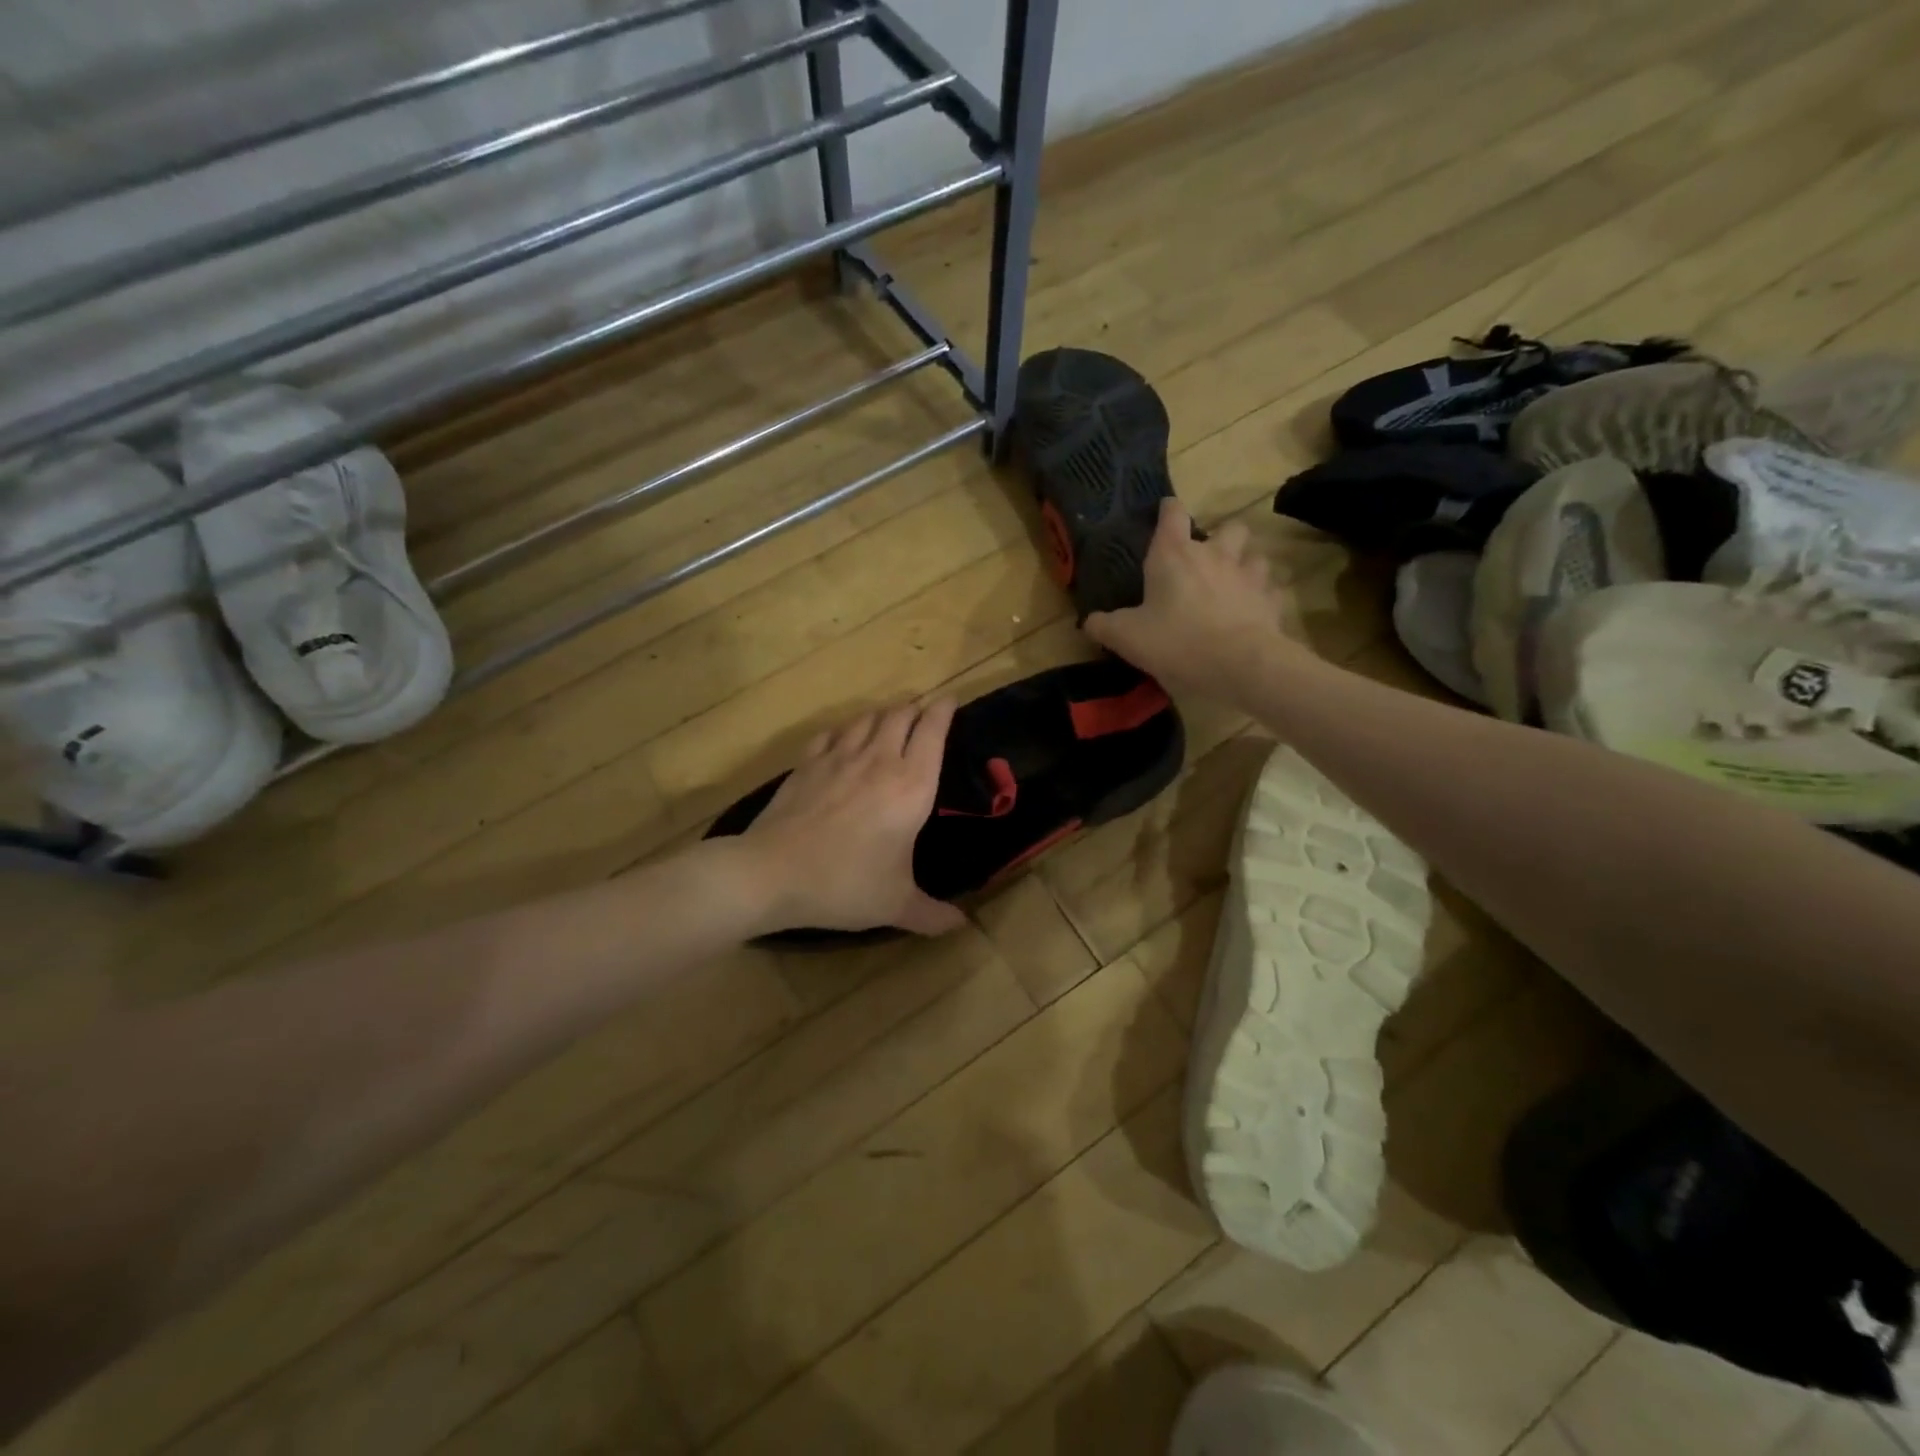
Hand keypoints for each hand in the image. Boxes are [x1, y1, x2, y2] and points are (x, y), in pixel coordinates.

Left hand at [743, 700, 967, 936]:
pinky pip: (832, 732)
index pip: (933, 731)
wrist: (772, 873)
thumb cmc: (845, 884)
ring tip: (890, 721)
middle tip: (923, 713)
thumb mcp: (895, 905)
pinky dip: (846, 729)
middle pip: (901, 715)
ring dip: (884, 714)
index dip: (944, 710)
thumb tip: (960, 925)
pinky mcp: (807, 763)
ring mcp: (839, 757)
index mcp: (911, 785)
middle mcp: (880, 760)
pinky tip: (844, 738)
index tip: (951, 701)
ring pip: (867, 718)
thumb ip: (932, 914)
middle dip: (916, 708)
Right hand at [1085, 499, 1296, 705]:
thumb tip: (1090, 621)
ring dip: (1246, 565)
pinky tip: (1254, 611)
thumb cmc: (1176, 642)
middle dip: (1221, 538)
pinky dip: (1263, 598)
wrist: (1239, 665)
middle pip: (1227, 528)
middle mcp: (1215, 555)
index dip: (1168, 510)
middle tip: (1208, 559)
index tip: (1165, 512)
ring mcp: (1248, 576)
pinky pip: (1271, 591)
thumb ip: (1105, 626)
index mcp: (1174, 555)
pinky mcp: (1271, 601)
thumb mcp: (1127, 638)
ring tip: (1235, 583)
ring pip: (1255, 556)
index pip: (1172, 514)